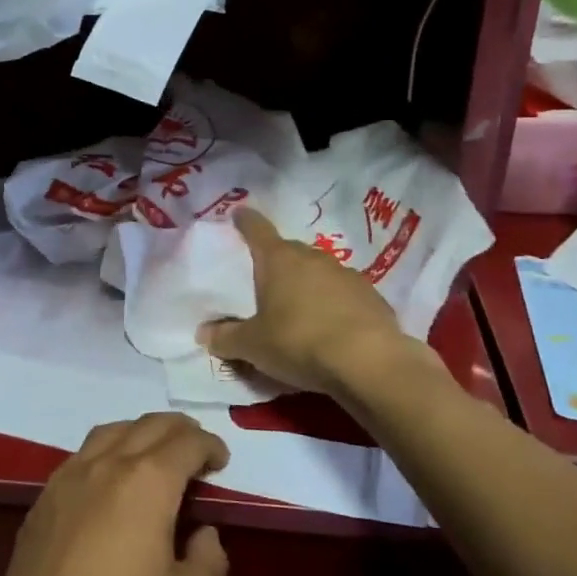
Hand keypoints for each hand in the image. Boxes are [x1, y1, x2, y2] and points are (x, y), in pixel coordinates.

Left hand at [0, 413, 229, 575]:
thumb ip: (209, 561)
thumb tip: (203, 534)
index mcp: (148, 481)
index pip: (186, 442)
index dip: (209, 445)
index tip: (221, 460)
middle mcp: (106, 465)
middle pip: (147, 425)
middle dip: (178, 429)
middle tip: (195, 447)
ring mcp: (67, 479)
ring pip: (109, 433)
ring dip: (138, 433)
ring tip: (152, 453)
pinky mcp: (41, 502)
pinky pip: (79, 457)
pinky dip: (104, 453)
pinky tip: (105, 483)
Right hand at [198, 206, 412, 399]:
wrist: (369, 362)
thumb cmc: (299, 342)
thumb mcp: (252, 346)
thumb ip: (225, 338)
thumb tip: (204, 332)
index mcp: (278, 259)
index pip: (256, 229)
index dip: (245, 221)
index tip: (239, 214)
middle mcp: (312, 257)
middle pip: (288, 252)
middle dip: (276, 264)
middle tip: (264, 284)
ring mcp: (346, 274)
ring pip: (318, 273)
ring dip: (307, 286)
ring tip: (299, 313)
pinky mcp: (372, 296)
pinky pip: (344, 295)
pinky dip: (334, 306)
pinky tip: (332, 330)